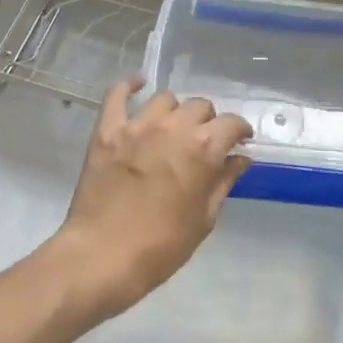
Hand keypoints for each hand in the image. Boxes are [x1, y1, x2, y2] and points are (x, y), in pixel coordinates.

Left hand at [56, 77, 252, 319]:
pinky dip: (128, 86)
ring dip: (174, 111)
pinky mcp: (107, 131)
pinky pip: (116, 95)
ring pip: (165, 99)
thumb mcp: (203, 219)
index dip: (239, 131)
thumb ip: (223, 182)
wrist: (102, 258)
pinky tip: (136, 84)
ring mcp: (137, 125)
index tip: (239, 141)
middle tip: (203, 141)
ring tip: (171, 128)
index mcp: (203, 149)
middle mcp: (173, 128)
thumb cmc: (161, 246)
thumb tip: (240, 159)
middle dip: (208, 121)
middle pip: (200, 106)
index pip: (231, 124)